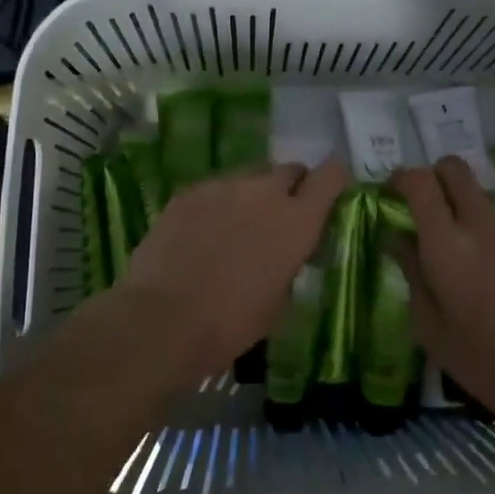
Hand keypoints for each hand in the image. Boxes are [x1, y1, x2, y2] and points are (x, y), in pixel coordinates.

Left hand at [115, 159, 348, 389]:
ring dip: (252, 196)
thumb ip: (290, 263)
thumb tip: (286, 252)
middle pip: (289, 170)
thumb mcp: (279, 302)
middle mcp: (264, 191)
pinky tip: (202, 234)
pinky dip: (217, 205)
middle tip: (279, 218)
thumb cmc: (230, 323)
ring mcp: (223, 186)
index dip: (333, 180)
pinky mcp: (189, 191)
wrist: (161, 319)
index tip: (329, 194)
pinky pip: (215, 189)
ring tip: (235, 229)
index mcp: (297, 220)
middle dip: (291, 188)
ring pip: (249, 177)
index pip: (331, 176)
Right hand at [391, 157, 494, 423]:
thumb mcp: (431, 329)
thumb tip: (398, 239)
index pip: (419, 181)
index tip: (391, 194)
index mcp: (447, 244)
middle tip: (424, 209)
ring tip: (464, 257)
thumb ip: (412, 274)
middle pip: (454, 169)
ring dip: (463, 210)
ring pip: (480, 197)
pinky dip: (490, 234)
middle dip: (434, 177)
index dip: (400, 178)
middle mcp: (481, 223)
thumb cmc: (487, 360)